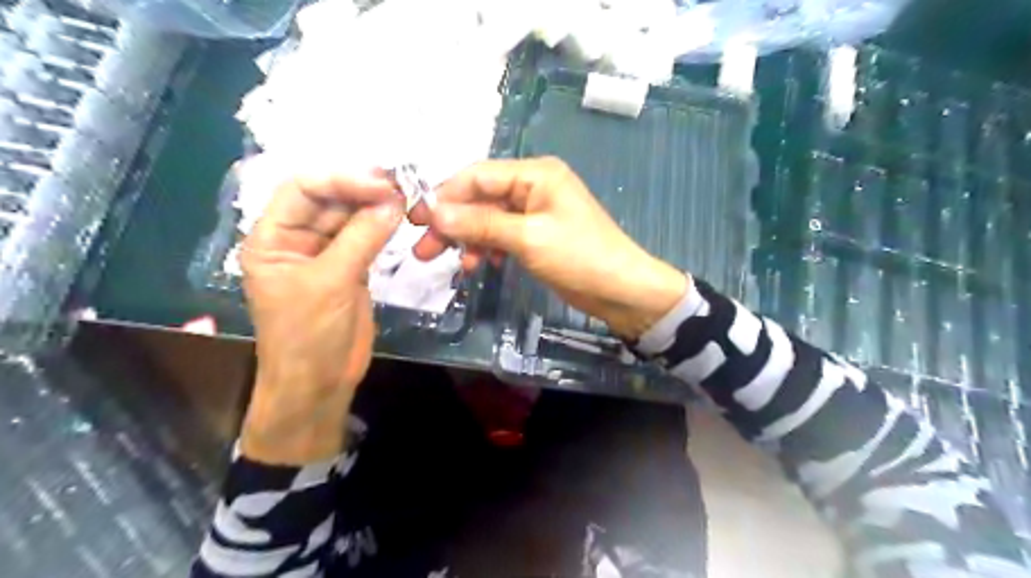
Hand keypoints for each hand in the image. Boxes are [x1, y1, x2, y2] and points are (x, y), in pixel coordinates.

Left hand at [239, 171, 402, 463]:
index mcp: (272, 237)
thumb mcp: (331, 283)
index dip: (341, 179)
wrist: (319, 383)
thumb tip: (393, 200)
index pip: (302, 189)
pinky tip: (400, 216)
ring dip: (376, 206)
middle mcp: (296, 238)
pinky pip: (366, 237)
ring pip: (350, 216)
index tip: (381, 182)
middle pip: (328, 199)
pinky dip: (383, 226)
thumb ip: (361, 238)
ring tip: (406, 196)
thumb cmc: (309, 335)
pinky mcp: (350, 267)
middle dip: (362, 189)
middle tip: (401, 184)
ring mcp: (326, 252)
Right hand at [409, 155, 682, 338]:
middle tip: (424, 249)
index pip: (477, 176)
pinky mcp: (535, 235)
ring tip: (449, 263)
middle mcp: (532, 186)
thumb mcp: (528, 238)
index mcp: (535, 174)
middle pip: (480, 198)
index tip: (416, 220)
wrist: (621, 290)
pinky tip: (480, 265)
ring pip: (488, 219)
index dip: (444, 196)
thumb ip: (481, 223)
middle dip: (451, 222)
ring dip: (467, 239)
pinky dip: (488, 249)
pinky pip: (502, 236)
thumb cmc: (580, 256)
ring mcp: (534, 212)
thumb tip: (434, 212)